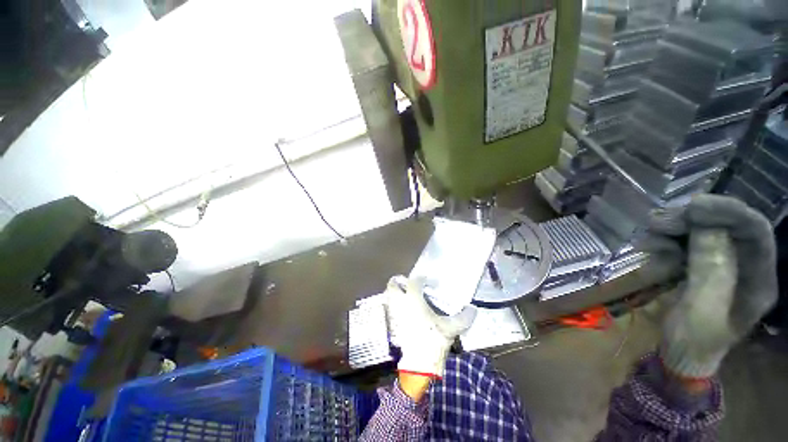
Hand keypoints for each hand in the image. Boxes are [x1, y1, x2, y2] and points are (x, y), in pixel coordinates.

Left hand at [384, 276, 476, 378]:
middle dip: (398, 281)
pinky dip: (395, 305)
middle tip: (408, 283)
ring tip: (405, 294)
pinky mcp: (393, 325)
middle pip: (392, 286)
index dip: (421, 279)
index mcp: (413, 300)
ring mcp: (395, 314)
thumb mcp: (451, 328)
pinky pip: (390, 309)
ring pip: (389, 297)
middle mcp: (401, 304)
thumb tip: (473, 309)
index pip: (414, 282)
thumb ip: (463, 317)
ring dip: (395, 293)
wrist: (419, 366)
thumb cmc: (433, 341)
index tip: (428, 281)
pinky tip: (405, 310)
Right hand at [640, 195, 776, 378]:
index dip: (727, 212)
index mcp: (757, 278)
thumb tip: (705, 229)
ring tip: (647, 239)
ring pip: (701, 232)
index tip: (692, 207)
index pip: (754, 231)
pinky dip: (665, 242)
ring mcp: (721, 264)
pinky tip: (649, 250)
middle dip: (692, 220)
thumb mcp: (701, 311)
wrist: (679, 353)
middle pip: (725, 226)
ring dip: (673, 230)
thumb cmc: (693, 341)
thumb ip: (709, 271)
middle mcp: (743, 265)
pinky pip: (684, 244)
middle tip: (657, 222)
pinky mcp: (699, 265)